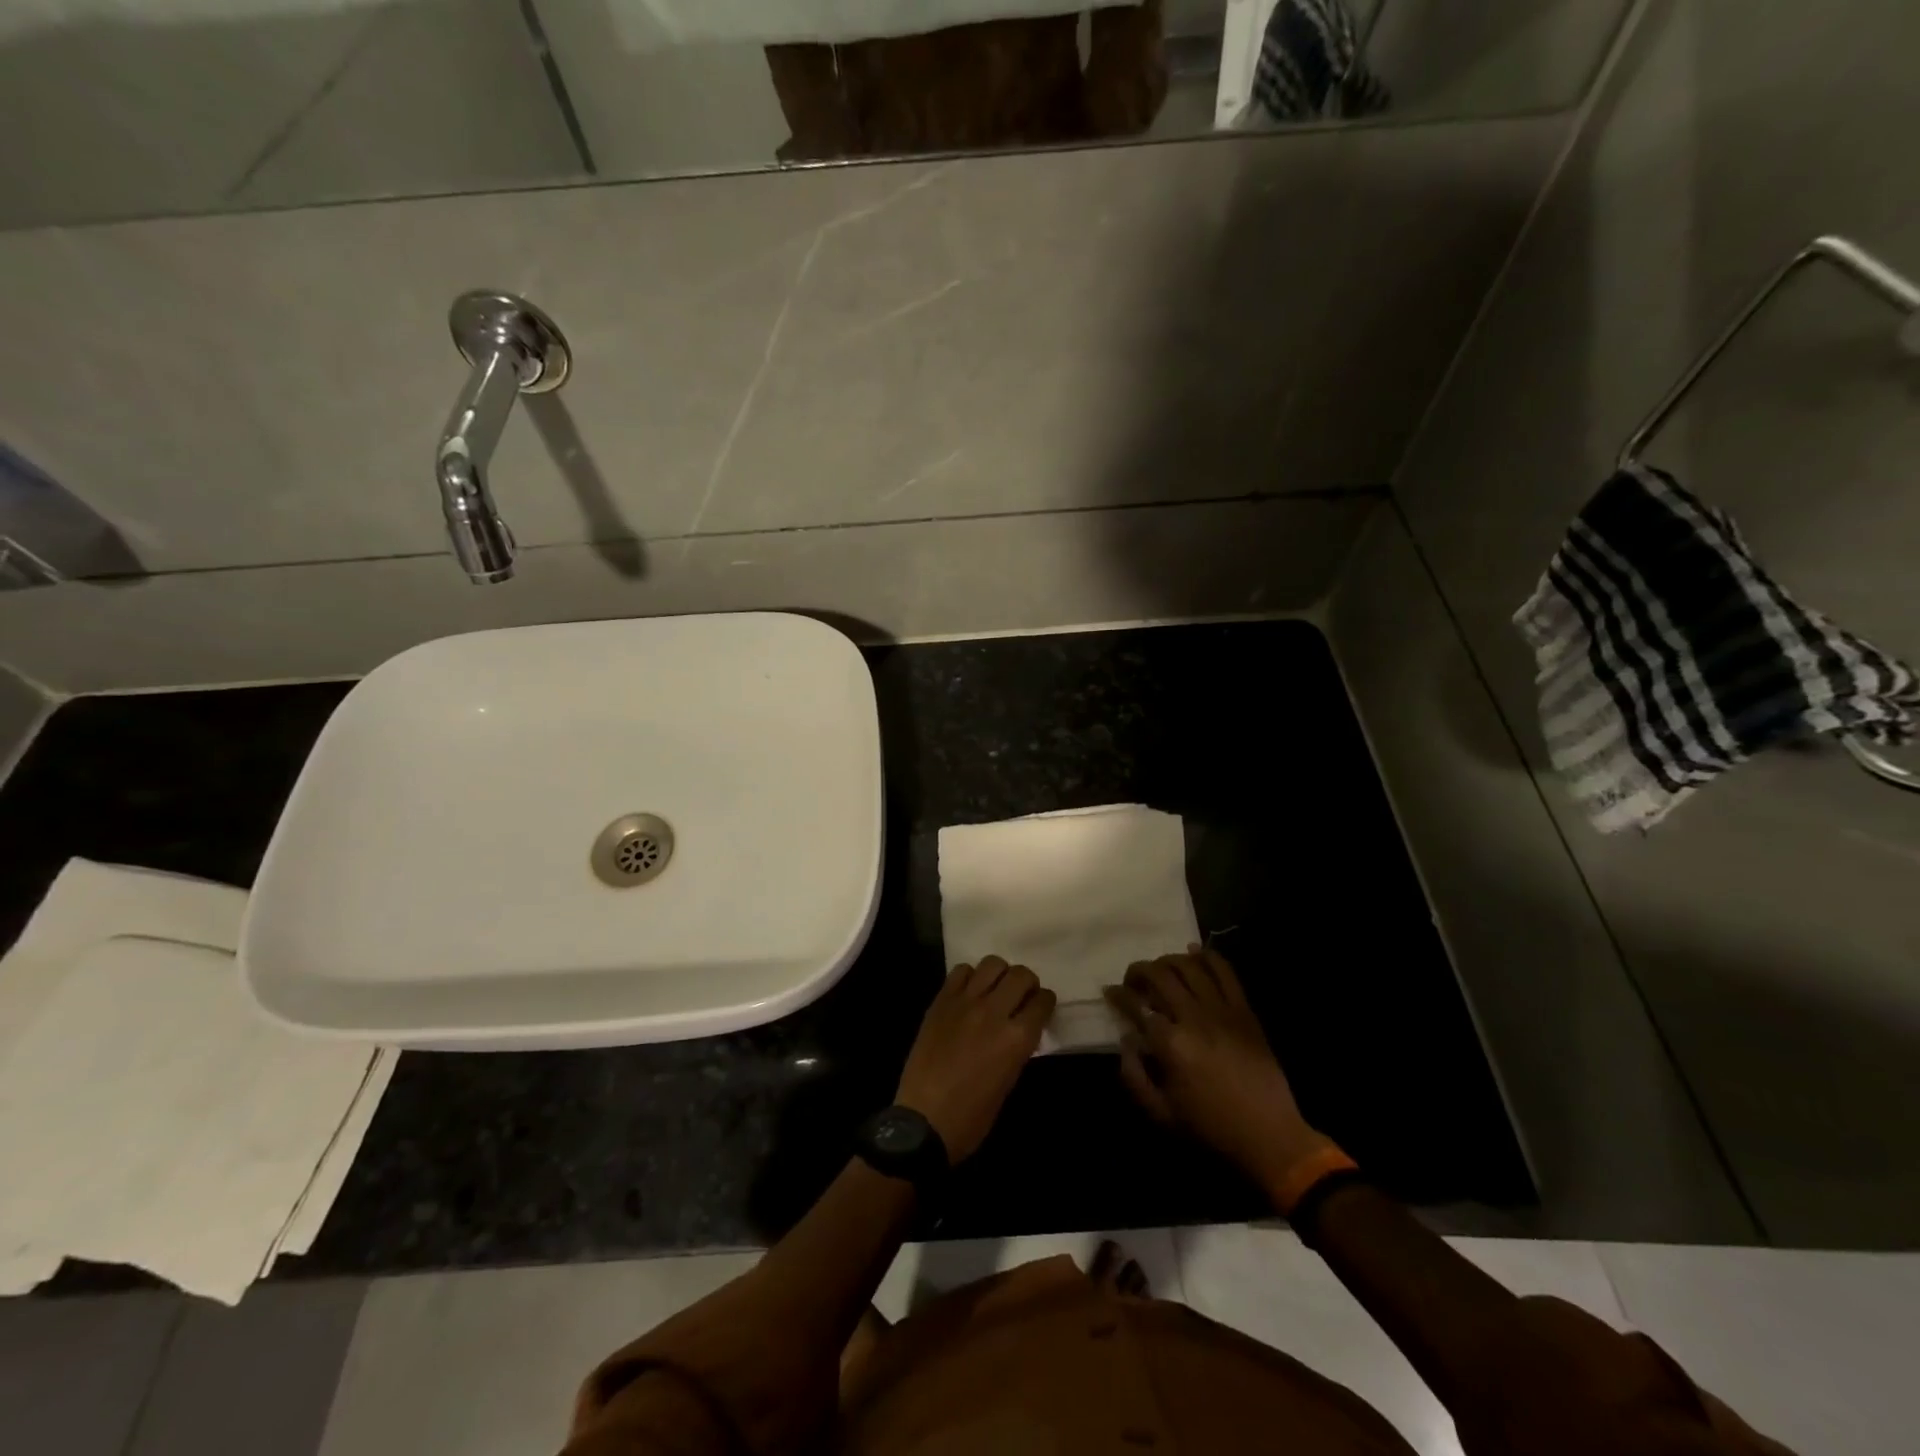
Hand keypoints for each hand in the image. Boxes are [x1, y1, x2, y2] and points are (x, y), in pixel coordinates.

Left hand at [896, 956, 1054, 1162]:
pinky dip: (970, 977)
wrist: (924, 1120)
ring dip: (1000, 974)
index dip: (1045, 1002)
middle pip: (1020, 975)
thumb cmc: (972, 1116)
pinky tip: (969, 993)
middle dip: (1027, 983)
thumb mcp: (1009, 1083)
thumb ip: (1018, 1048)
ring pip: (992, 964)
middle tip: (1021, 996)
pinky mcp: (941, 1001)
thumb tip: (1021, 1029)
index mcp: (1016, 1039)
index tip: (1041, 1007)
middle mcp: (993, 1012)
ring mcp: (965, 1002)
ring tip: (995, 989)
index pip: (1042, 1001)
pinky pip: (961, 971)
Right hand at [1106, 945, 1331, 1189]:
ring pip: (1189, 966)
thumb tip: (1126, 1041)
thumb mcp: (1160, 1114)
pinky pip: (1225, 972)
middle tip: (1132, 980)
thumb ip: (1134, 1076)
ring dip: (1168, 961)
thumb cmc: (1211, 1129)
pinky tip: (1194, 952)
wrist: (1270, 1137)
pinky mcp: (1244, 1011)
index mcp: (1170, 1044)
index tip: (1109, 992)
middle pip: (1159, 976)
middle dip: (1138, 971)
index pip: (1135, 1005)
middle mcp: (1194, 1018)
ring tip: (1160, 970)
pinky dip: (1207, 956)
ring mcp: (1222, 1010)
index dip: (1117, 994)